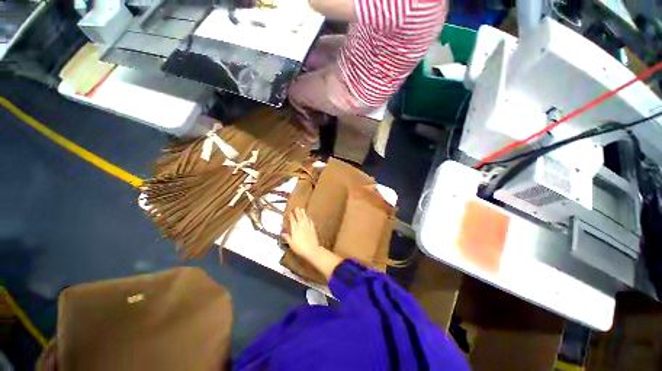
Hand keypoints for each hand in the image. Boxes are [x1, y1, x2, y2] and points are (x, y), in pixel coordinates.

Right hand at [282, 208, 342, 280]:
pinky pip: (311, 222)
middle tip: (296, 207)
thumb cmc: (299, 248)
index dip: (291, 216)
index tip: (290, 212)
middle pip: (299, 217)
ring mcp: (308, 226)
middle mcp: (301, 226)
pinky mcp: (313, 229)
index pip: (292, 220)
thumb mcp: (291, 243)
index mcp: (295, 228)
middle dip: (297, 212)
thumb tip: (283, 233)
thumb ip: (287, 237)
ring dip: (303, 213)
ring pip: (305, 218)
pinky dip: (309, 219)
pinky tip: (309, 217)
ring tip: (302, 209)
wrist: (311, 249)